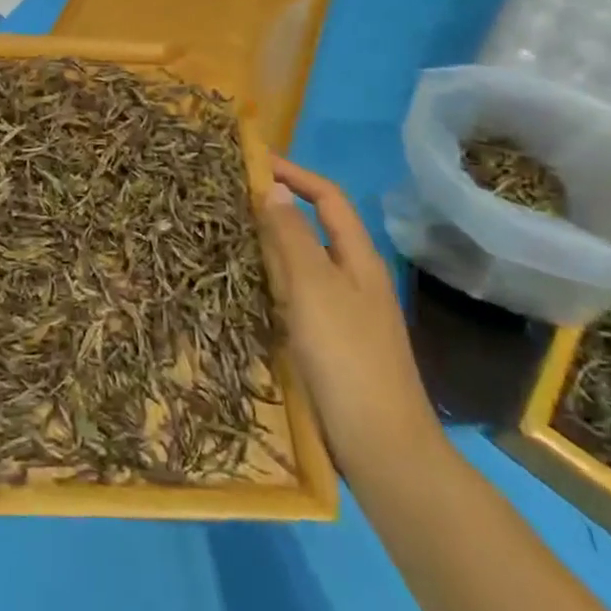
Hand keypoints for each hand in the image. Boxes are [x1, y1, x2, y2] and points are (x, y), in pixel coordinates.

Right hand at [259, 157, 441, 479]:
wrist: (382, 448)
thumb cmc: (347, 357)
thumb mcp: (314, 288)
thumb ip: (292, 236)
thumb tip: (274, 188)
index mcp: (359, 259)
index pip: (328, 198)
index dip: (294, 174)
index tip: (253, 162)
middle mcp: (355, 279)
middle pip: (315, 228)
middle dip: (277, 208)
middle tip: (229, 200)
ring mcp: (345, 314)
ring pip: (303, 264)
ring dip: (271, 245)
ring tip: (228, 237)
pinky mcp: (331, 345)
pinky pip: (297, 297)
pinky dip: (272, 282)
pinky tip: (248, 290)